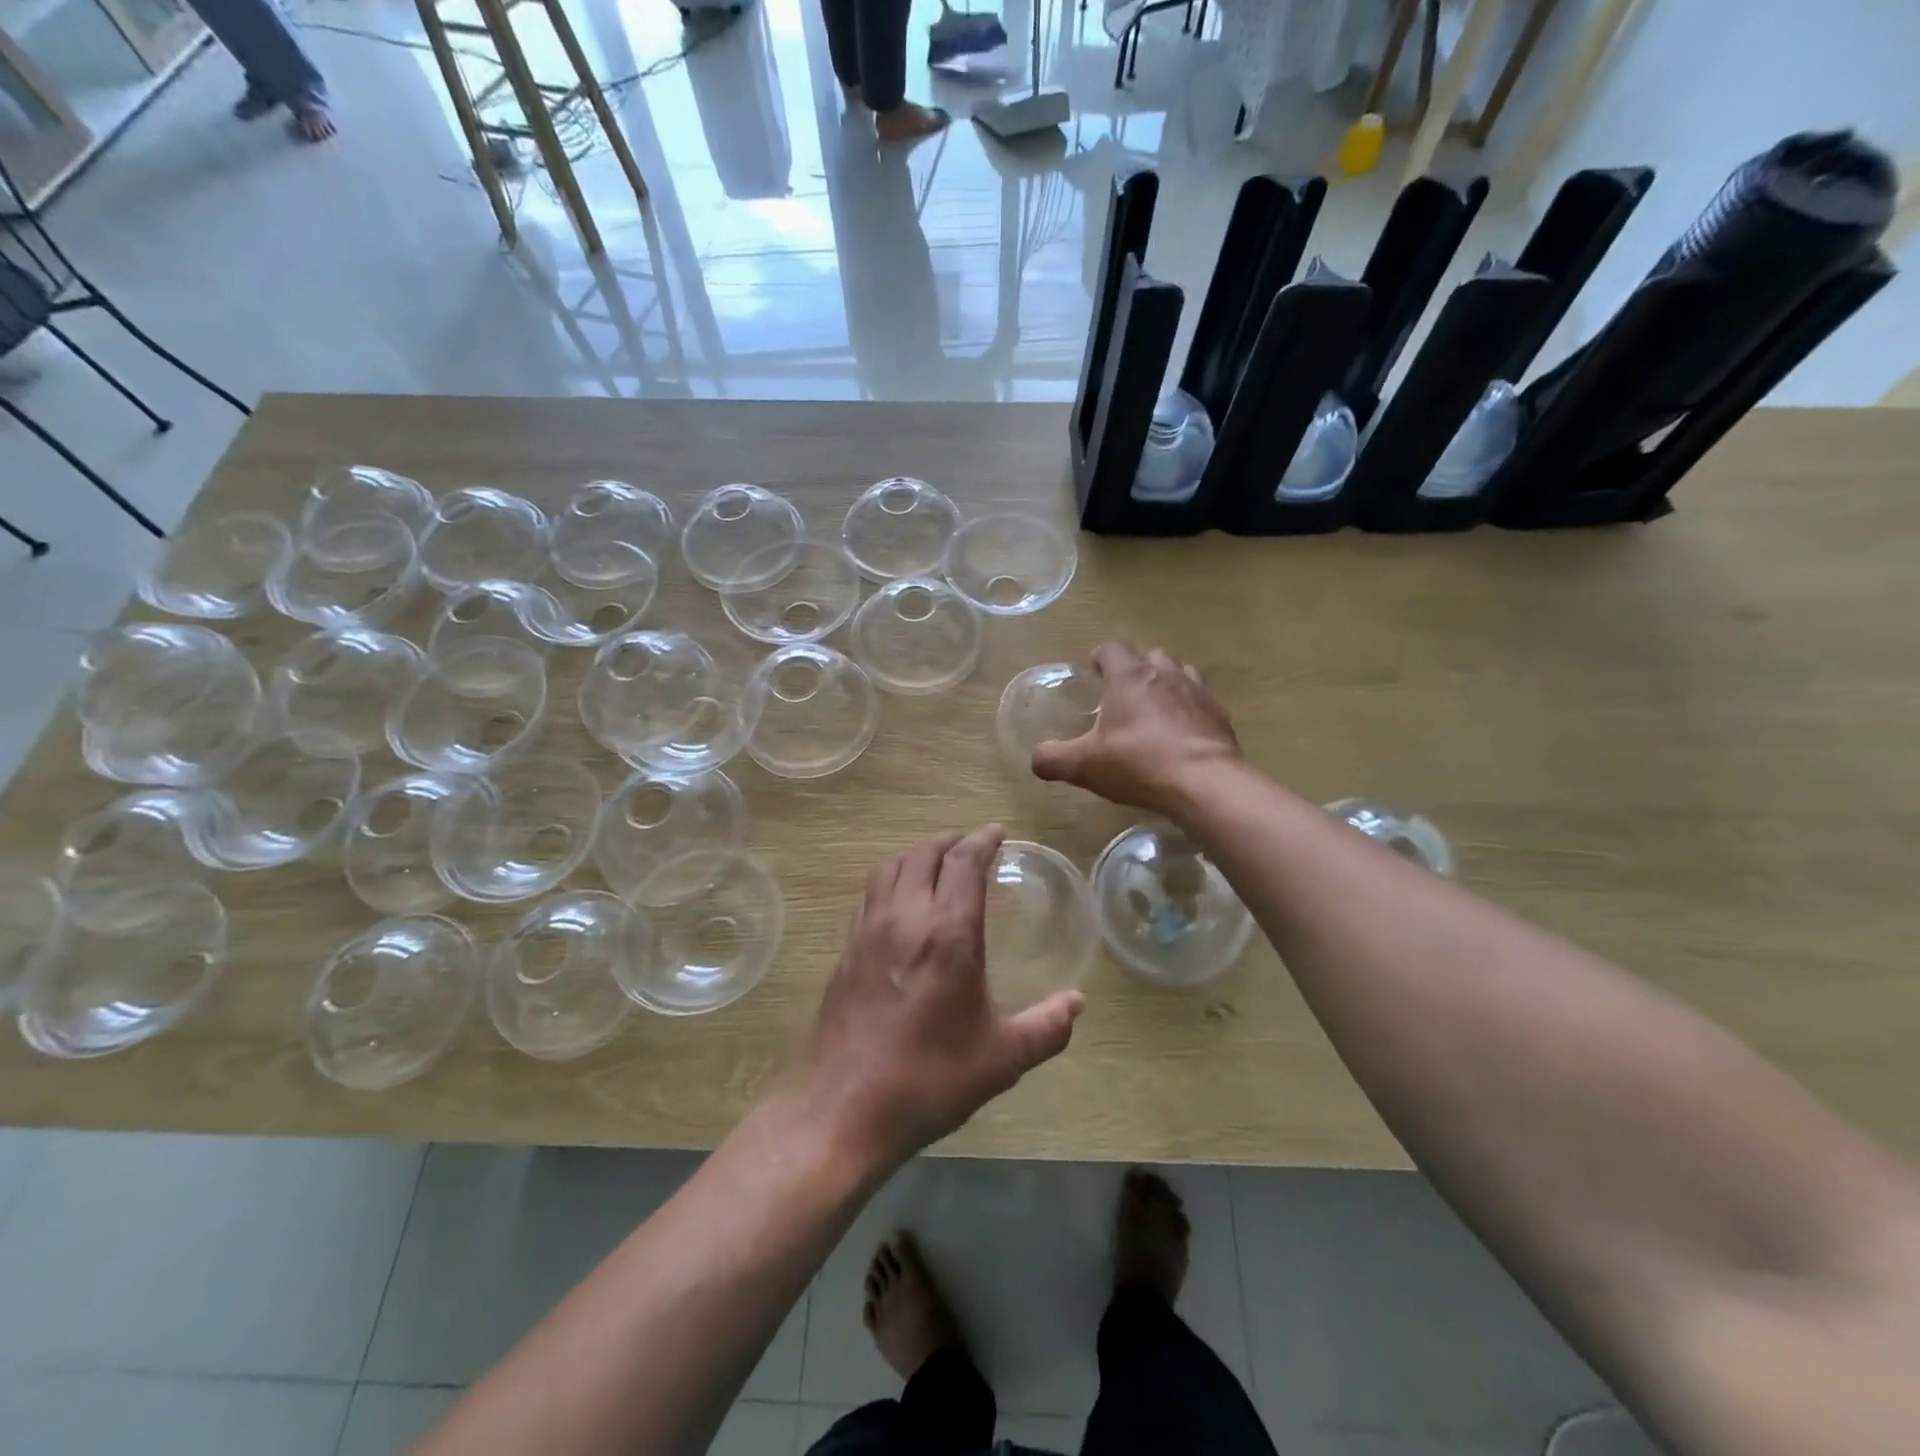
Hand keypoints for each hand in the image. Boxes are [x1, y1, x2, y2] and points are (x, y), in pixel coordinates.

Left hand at [805, 825, 1083, 1171]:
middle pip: (925, 854)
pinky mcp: (846, 950)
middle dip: (952, 842)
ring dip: (918, 856)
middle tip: (972, 847)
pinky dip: (892, 881)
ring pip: (891, 868)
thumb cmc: (930, 1079)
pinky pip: (871, 894)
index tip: (997, 832)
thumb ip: (1047, 1027)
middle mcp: (905, 918)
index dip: (983, 840)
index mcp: (948, 933)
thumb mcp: (1002, 1058)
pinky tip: (901, 904)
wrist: (846, 1109)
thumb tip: (1077, 1003)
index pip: (964, 862)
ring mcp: (868, 931)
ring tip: (937, 866)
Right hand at [1031, 642, 1241, 817]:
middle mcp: (1165, 674)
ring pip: (1181, 672)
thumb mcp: (1084, 765)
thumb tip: (1037, 759)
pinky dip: (1191, 709)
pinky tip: (1183, 733)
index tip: (1094, 674)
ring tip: (1156, 710)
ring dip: (1167, 684)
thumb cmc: (1138, 763)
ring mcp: (1197, 691)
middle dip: (1136, 670)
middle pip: (1150, 656)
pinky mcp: (1220, 714)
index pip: (1112, 648)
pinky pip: (1203, 701)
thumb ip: (1054, 759)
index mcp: (1129, 677)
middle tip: (1123, 696)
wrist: (1204, 782)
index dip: (1100, 658)